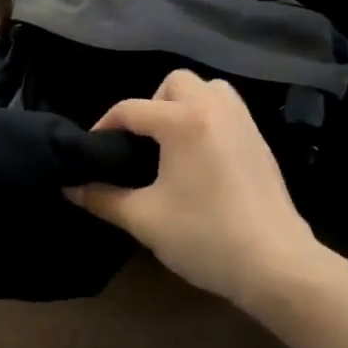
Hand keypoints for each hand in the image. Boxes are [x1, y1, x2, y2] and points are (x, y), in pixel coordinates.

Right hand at [71, 71, 326, 314]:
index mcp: (182, 121)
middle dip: (150, 104)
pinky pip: (228, 112)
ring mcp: (244, 124)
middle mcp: (214, 110)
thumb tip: (70, 187)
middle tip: (139, 142)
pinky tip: (198, 160)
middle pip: (175, 82)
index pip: (130, 109)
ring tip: (170, 143)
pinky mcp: (260, 144)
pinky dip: (207, 120)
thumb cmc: (205, 236)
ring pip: (209, 89)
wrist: (277, 266)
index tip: (91, 153)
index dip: (103, 127)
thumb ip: (102, 197)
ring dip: (183, 105)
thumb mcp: (143, 219)